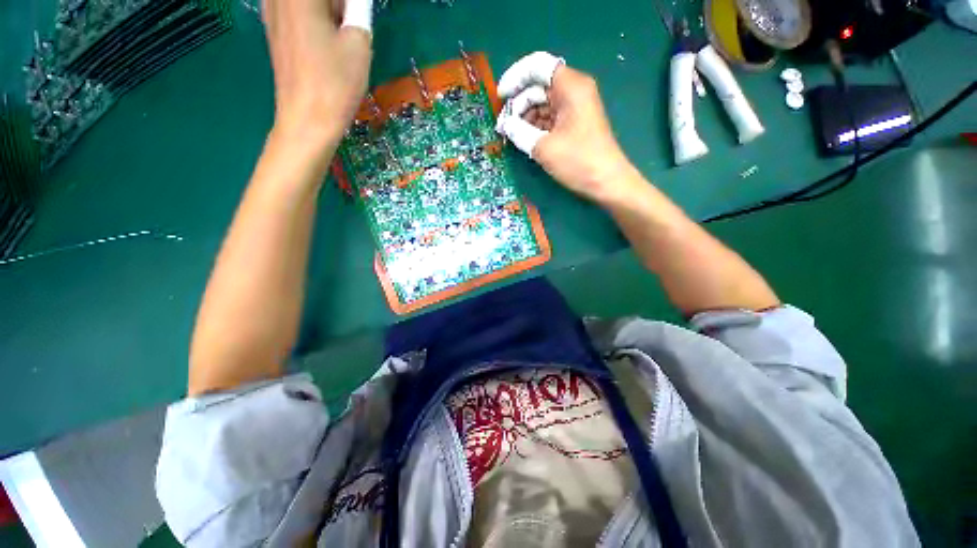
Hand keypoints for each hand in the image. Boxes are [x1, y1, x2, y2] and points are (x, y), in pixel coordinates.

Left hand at [262, 0, 372, 142]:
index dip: (351, 7)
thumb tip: (356, 6)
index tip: (358, 18)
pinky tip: (324, 43)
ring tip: (338, 36)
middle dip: (339, 7)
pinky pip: (296, 12)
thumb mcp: (358, 44)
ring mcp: (271, 12)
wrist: (307, 120)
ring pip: (309, 5)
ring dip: (328, 13)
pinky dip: (314, 20)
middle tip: (351, 26)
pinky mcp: (272, 30)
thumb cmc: (335, 83)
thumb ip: (359, 11)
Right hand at [495, 52, 637, 204]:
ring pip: (542, 103)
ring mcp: (575, 108)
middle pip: (539, 86)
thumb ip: (519, 132)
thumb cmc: (577, 161)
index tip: (500, 97)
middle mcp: (573, 91)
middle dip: (518, 103)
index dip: (515, 78)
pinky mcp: (574, 124)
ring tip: (511, 135)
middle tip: (503, 125)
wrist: (606, 182)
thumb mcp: (543, 147)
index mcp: (570, 86)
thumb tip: (505, 125)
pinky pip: (550, 117)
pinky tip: (524, 138)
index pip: (538, 66)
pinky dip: (535, 126)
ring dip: (525, 117)